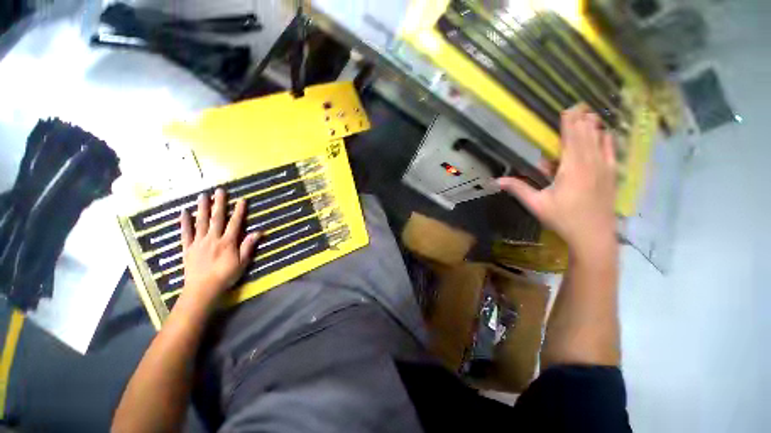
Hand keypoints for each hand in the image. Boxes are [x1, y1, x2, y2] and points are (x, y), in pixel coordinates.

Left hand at [178, 188, 259, 308]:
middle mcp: (213, 239)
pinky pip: (186, 233)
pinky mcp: (188, 248)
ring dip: (202, 208)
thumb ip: (248, 246)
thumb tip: (259, 232)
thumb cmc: (226, 276)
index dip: (239, 211)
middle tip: (220, 190)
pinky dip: (184, 222)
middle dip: (219, 203)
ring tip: (203, 195)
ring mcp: (199, 242)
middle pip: (217, 218)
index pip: (235, 223)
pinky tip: (184, 212)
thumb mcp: (242, 262)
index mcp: (228, 242)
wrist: (202, 289)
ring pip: (201, 222)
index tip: (241, 200)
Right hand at [498, 105, 616, 259]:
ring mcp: (604, 169)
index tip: (567, 109)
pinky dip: (607, 140)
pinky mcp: (611, 176)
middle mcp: (590, 164)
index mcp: (572, 169)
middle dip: (581, 120)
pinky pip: (610, 152)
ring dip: (594, 126)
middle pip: (586, 136)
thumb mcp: (537, 204)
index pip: (571, 139)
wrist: (594, 236)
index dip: (569, 123)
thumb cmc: (563, 219)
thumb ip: (519, 189)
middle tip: (578, 105)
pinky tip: (606, 133)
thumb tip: (496, 181)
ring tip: (590, 113)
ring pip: (600, 141)